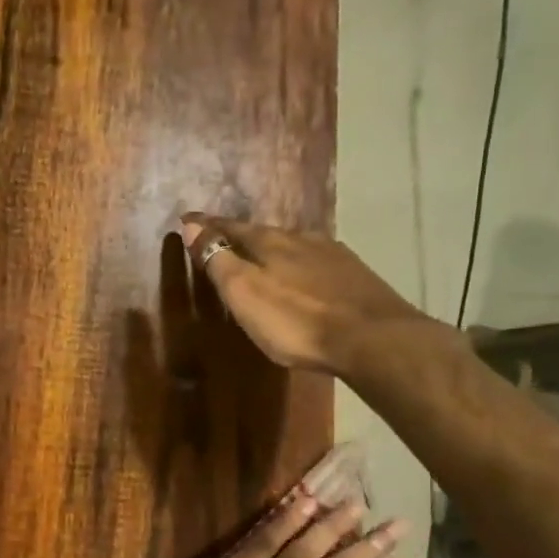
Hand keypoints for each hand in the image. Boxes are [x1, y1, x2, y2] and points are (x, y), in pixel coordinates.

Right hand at [180, 213, 442, 376]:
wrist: (371, 337)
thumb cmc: (296, 320)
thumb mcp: (245, 293)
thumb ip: (218, 260)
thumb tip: (192, 225)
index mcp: (270, 242)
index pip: (230, 228)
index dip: (207, 226)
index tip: (188, 220)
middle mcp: (301, 239)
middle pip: (263, 234)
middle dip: (241, 237)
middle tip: (224, 242)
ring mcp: (332, 255)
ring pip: (293, 246)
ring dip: (274, 251)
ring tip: (262, 261)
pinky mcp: (354, 275)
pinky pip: (316, 262)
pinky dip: (300, 266)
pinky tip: (304, 277)